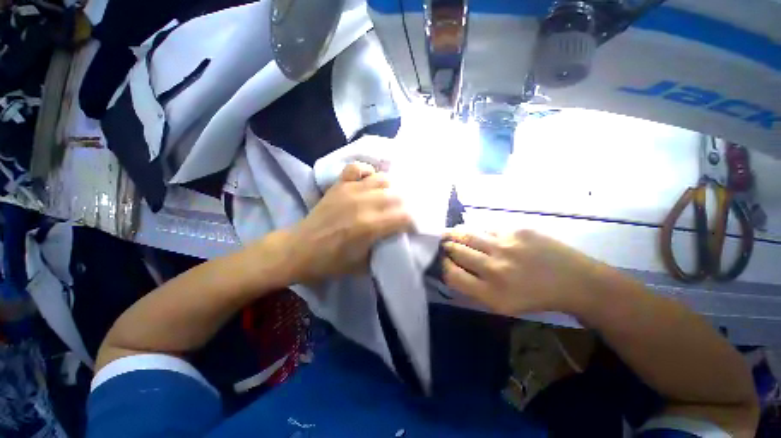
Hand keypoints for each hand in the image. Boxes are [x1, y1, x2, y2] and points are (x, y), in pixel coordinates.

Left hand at [282, 163, 411, 284]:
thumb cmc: (331, 262)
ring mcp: (350, 191)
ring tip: (388, 198)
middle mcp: (363, 204)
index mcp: (370, 227)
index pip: (405, 216)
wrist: (300, 250)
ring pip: (382, 179)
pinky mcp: (339, 185)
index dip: (412, 222)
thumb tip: (396, 238)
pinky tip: (369, 182)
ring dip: (390, 189)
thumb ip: (383, 250)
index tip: (410, 228)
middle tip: (401, 214)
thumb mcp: (363, 266)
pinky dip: (367, 172)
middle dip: (404, 206)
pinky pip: (357, 168)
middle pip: (397, 196)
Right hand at [442, 229, 608, 315]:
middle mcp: (494, 268)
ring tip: (449, 234)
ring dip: (454, 234)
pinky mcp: (516, 230)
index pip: (451, 274)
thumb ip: (473, 289)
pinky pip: (485, 228)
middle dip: (445, 247)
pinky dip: (476, 231)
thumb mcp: (500, 305)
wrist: (574, 281)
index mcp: (490, 293)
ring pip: (466, 234)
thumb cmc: (534, 297)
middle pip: (456, 251)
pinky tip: (475, 234)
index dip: (442, 265)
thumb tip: (450, 269)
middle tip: (441, 244)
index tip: (441, 261)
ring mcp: (506, 246)